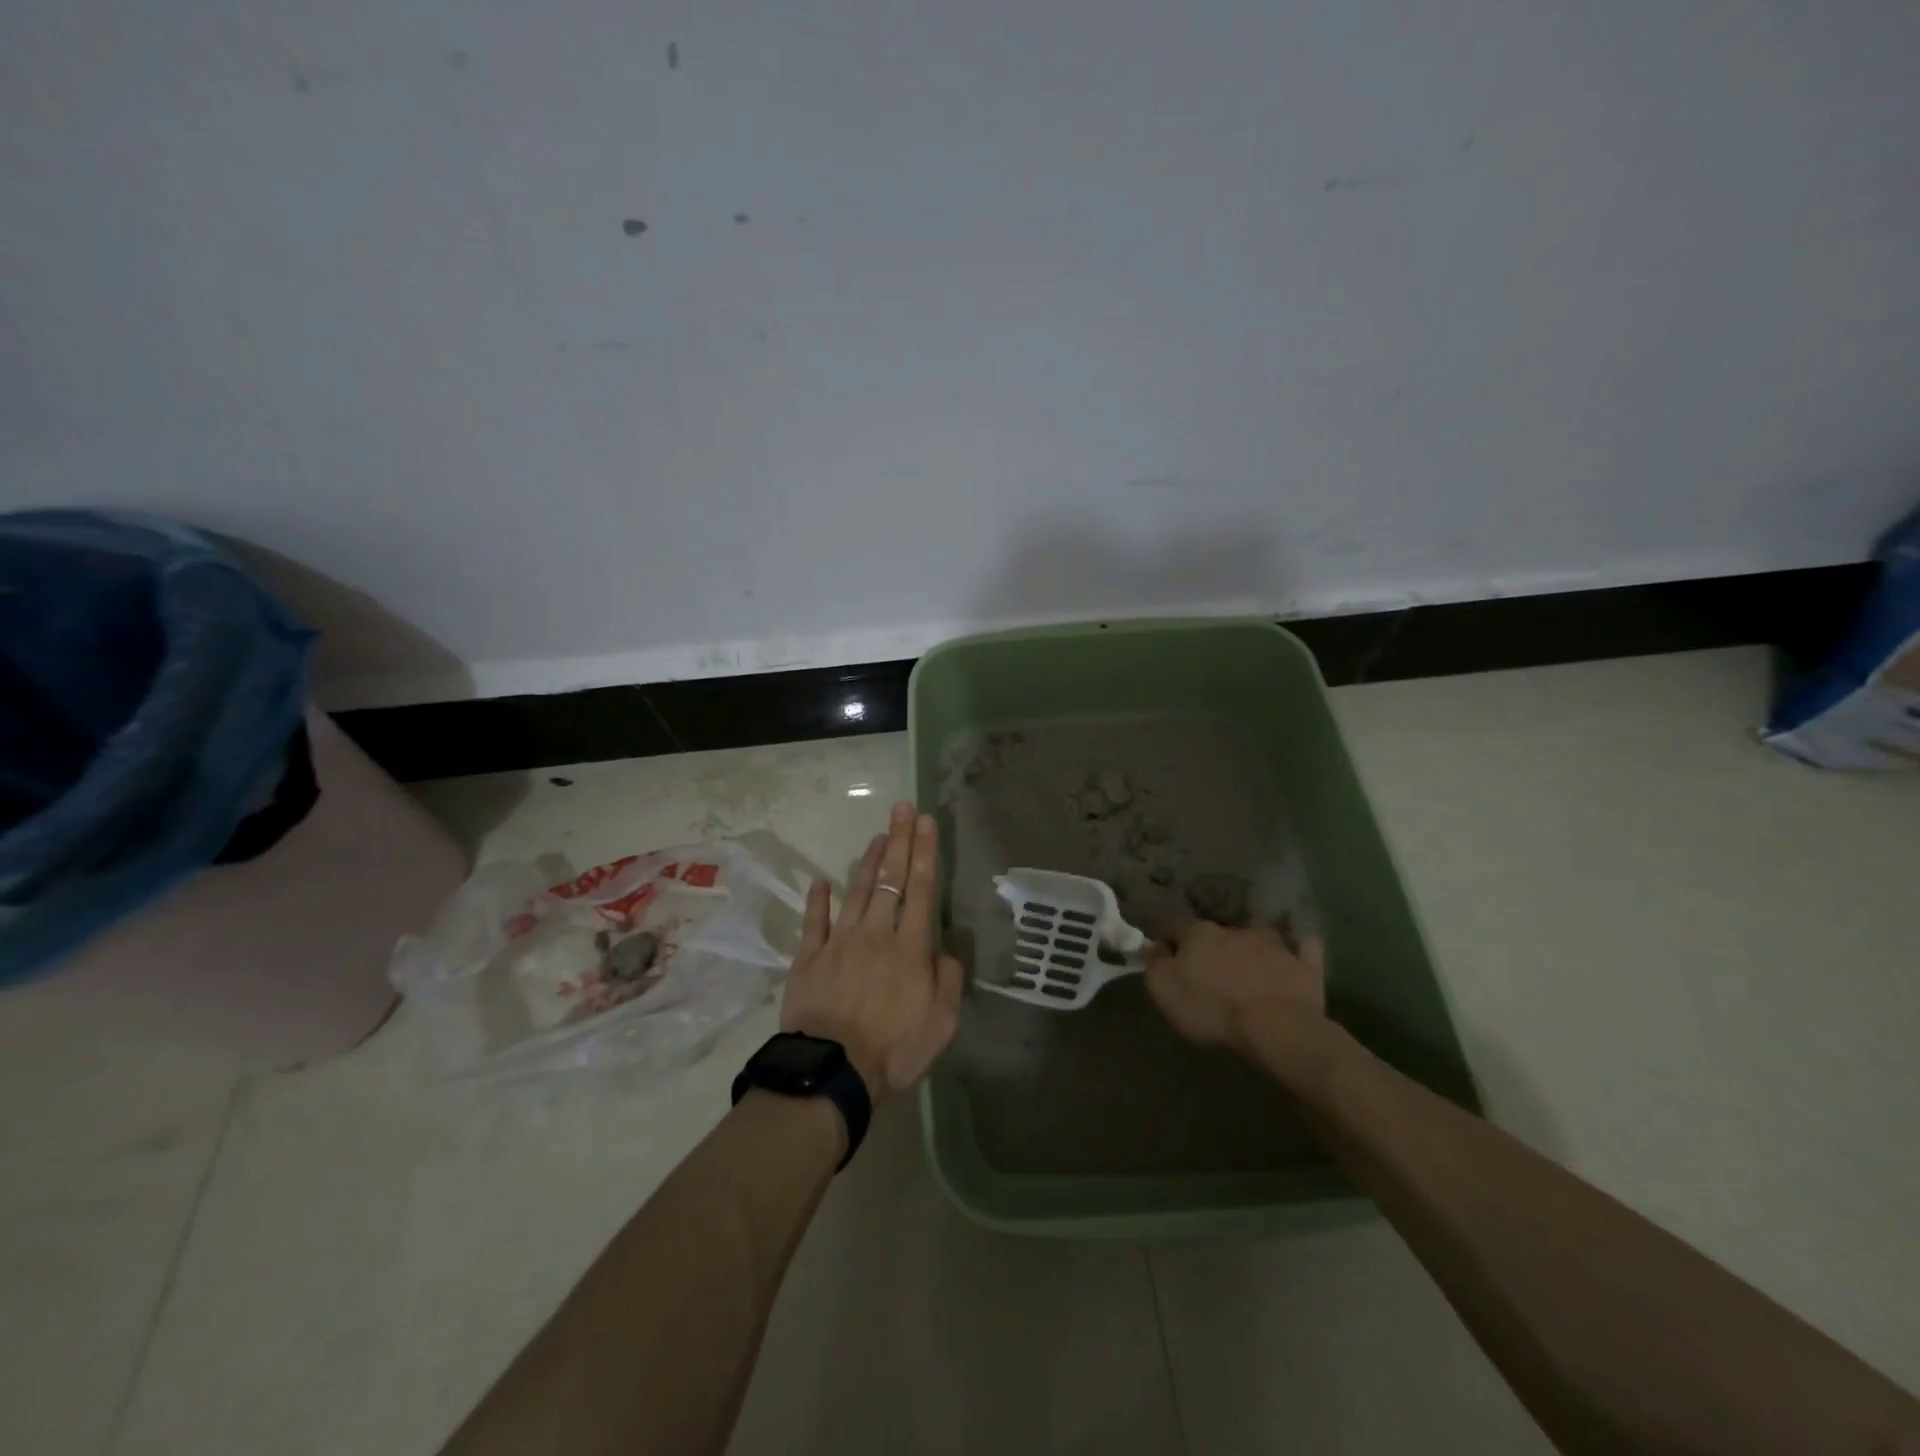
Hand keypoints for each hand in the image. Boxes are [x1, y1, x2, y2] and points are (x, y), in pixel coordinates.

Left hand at [780, 802, 962, 1101]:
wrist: (832, 1071)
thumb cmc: (894, 1049)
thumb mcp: (942, 1023)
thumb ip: (949, 981)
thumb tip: (946, 951)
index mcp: (910, 947)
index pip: (921, 888)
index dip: (925, 852)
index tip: (926, 821)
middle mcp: (876, 933)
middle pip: (890, 879)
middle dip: (899, 841)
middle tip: (902, 809)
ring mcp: (839, 942)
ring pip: (857, 891)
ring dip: (868, 862)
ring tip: (877, 836)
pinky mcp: (810, 958)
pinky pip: (814, 922)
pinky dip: (818, 900)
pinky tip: (822, 881)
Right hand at [1144, 920, 1344, 1094]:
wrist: (1277, 1029)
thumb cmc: (1213, 1009)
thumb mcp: (1165, 990)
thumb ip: (1155, 963)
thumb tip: (1154, 946)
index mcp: (1200, 933)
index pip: (1175, 924)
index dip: (1168, 939)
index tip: (1166, 955)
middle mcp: (1236, 929)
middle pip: (1216, 930)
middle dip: (1211, 944)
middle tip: (1209, 967)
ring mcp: (1274, 944)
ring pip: (1258, 934)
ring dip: (1251, 943)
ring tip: (1250, 961)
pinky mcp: (1304, 964)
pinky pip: (1303, 948)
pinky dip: (1298, 948)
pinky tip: (1297, 950)